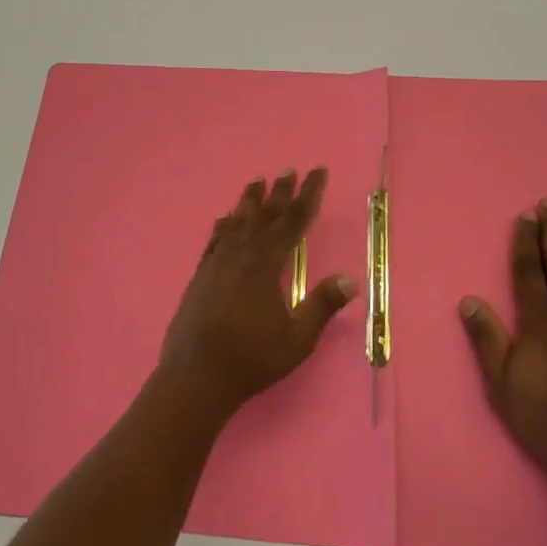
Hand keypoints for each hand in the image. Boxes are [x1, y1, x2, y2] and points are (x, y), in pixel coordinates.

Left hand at [157, 168, 359, 418]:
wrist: (196, 376)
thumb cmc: (252, 358)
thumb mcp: (297, 338)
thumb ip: (322, 305)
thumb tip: (350, 279)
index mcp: (266, 263)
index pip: (293, 220)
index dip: (308, 195)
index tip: (317, 172)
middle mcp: (240, 254)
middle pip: (264, 214)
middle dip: (280, 191)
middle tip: (289, 169)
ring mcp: (216, 263)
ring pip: (236, 222)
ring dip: (249, 201)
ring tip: (257, 182)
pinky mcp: (200, 275)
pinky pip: (214, 240)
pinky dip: (223, 225)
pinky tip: (224, 219)